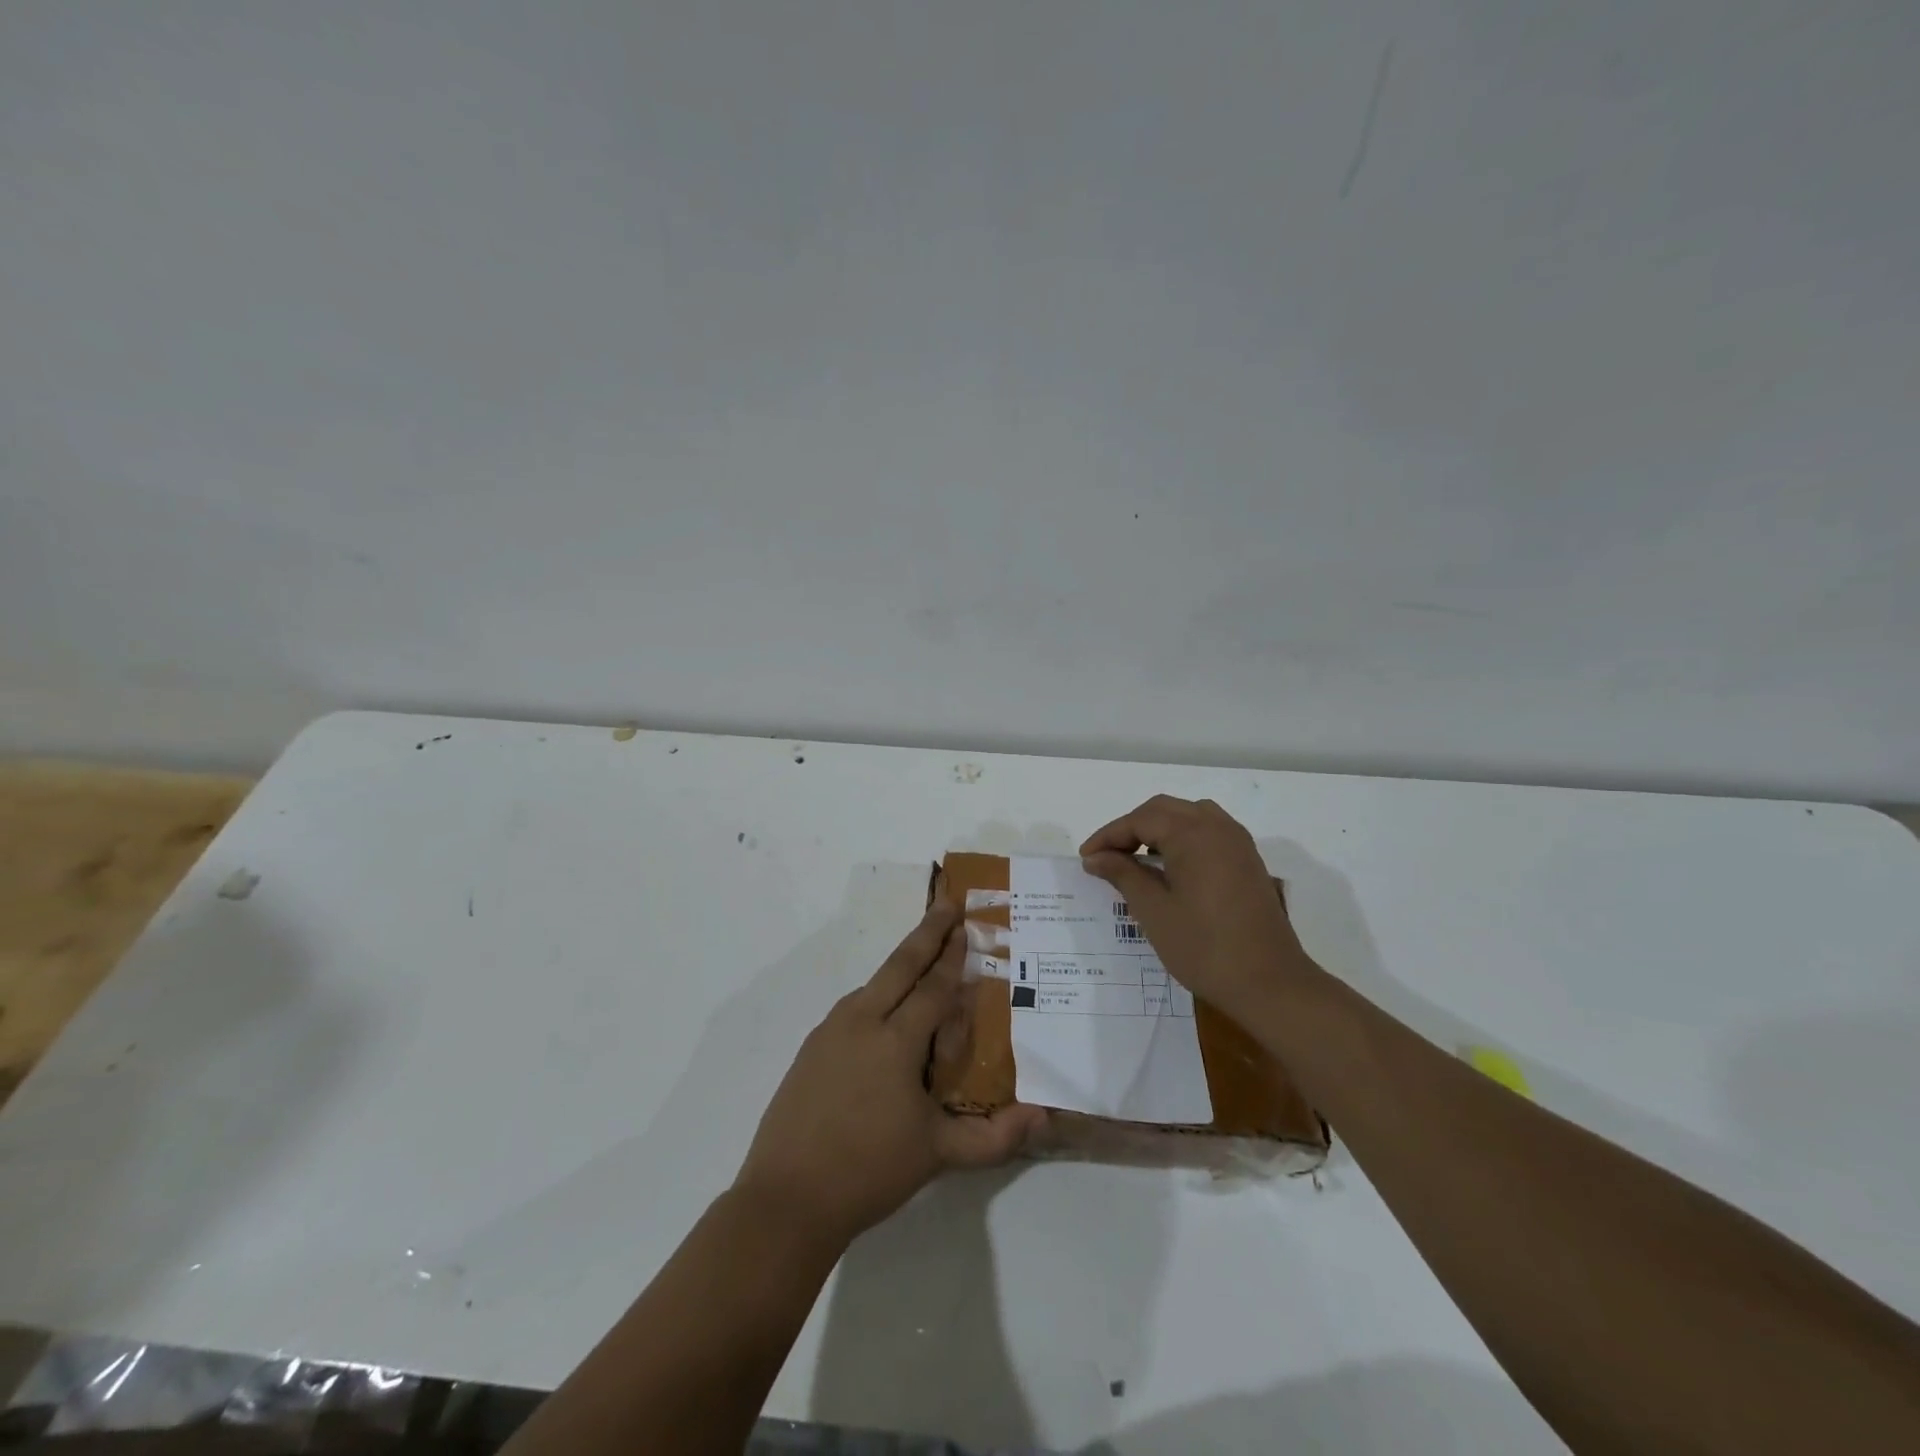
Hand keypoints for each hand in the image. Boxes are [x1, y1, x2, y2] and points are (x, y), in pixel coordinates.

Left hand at [733, 901, 1044, 1250]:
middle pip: (900, 965)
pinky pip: (853, 1008)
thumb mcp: (938, 1154)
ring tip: (923, 958)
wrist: (786, 1198)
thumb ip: (994, 1136)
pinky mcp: (811, 1049)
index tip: (967, 924)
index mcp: (895, 1039)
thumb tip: (1044, 1118)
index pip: (933, 987)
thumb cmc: (868, 1170)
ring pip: (873, 984)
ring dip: (900, 965)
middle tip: (948, 902)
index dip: (954, 957)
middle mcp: (861, 1021)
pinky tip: (883, 1015)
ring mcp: (830, 1032)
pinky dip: (876, 996)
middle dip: (927, 932)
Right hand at [1080, 795, 1317, 1025]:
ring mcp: (1238, 843)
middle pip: (1165, 810)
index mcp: (1193, 834)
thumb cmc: (1204, 948)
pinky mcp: (1248, 862)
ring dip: (1159, 829)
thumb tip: (1096, 857)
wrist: (1271, 983)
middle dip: (1131, 828)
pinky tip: (1171, 868)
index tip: (1085, 858)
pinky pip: (1209, 832)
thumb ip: (1123, 875)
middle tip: (1106, 856)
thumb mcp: (1154, 911)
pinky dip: (1183, 839)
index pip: (1140, 820)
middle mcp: (1218, 827)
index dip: (1109, 836)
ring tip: (1137, 857)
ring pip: (1190, 816)